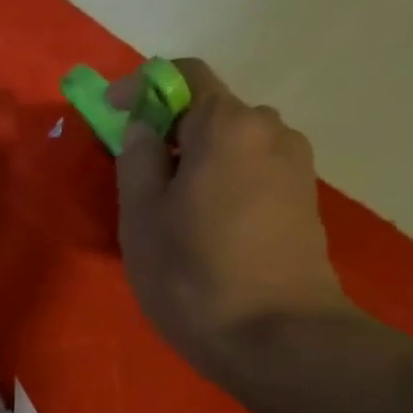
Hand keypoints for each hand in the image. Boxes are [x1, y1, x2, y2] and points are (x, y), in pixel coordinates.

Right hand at [112, 58, 351, 377]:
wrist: (278, 337)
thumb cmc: (193, 274)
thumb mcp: (141, 217)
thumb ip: (136, 158)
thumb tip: (142, 125)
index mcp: (227, 124)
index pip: (182, 75)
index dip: (140, 87)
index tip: (108, 114)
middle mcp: (271, 130)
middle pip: (210, 112)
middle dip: (169, 133)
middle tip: (136, 178)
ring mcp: (294, 167)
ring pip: (232, 146)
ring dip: (197, 162)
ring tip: (170, 212)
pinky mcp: (303, 202)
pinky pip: (252, 173)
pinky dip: (222, 184)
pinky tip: (206, 230)